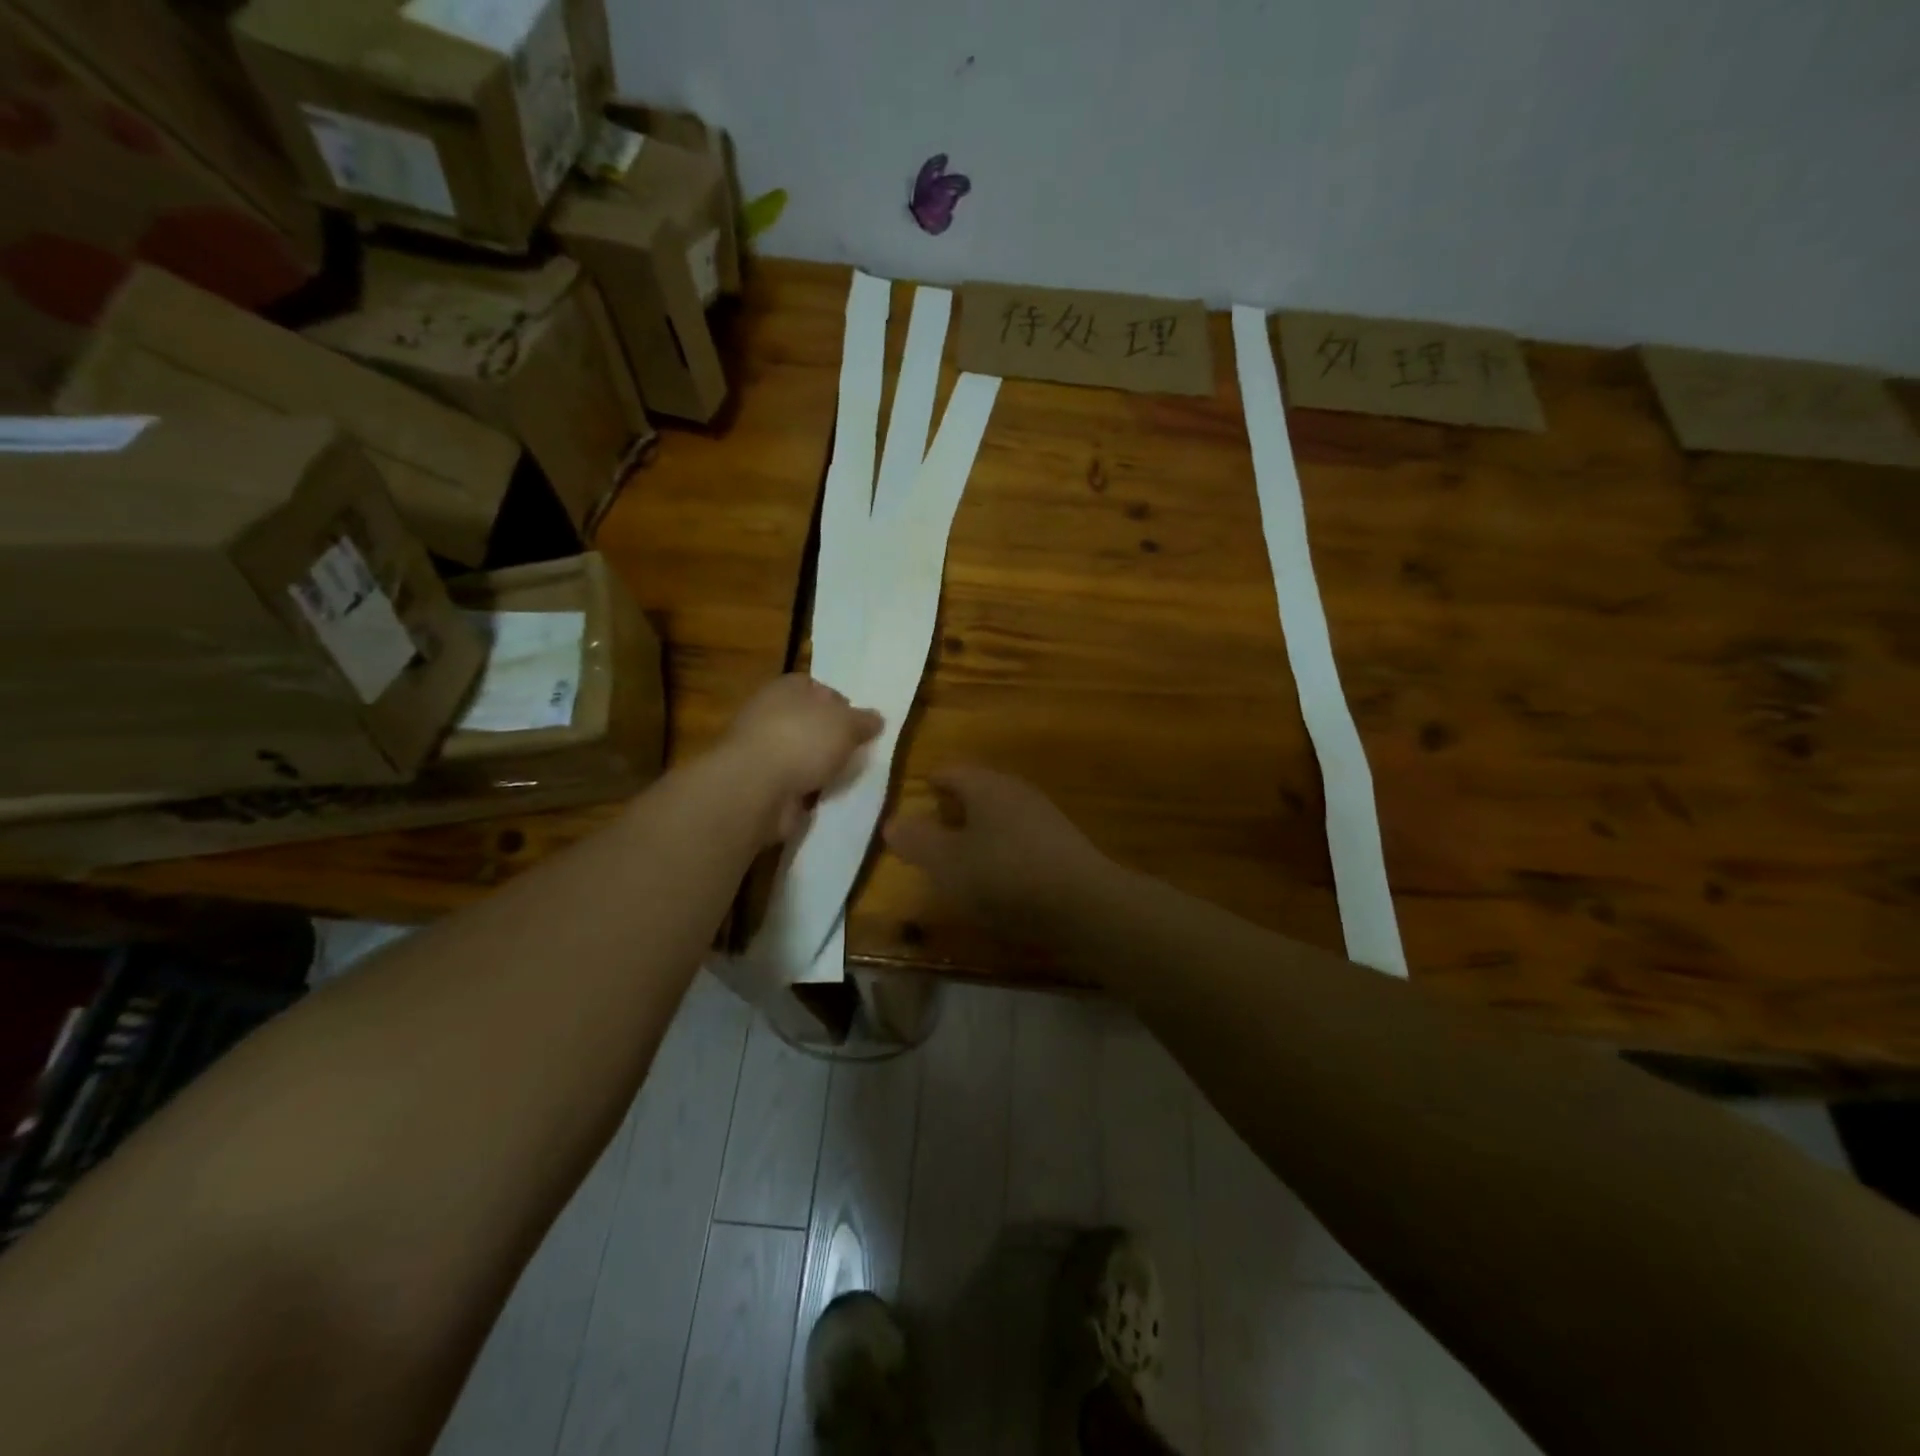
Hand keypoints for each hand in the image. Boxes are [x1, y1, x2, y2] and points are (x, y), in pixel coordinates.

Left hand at [719, 674, 882, 842]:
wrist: (756, 788)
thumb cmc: (802, 740)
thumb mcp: (846, 724)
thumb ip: (863, 721)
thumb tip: (876, 719)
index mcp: (786, 688)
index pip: (816, 686)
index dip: (840, 702)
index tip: (859, 723)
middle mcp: (769, 714)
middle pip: (809, 722)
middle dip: (831, 737)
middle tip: (857, 752)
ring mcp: (762, 750)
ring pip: (800, 753)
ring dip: (819, 766)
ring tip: (845, 777)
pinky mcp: (760, 782)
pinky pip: (792, 782)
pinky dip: (807, 789)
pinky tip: (824, 796)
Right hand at [883, 766, 1108, 930]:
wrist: (1084, 905)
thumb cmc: (1004, 876)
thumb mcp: (947, 863)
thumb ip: (916, 841)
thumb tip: (891, 822)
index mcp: (986, 785)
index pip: (950, 771)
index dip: (929, 786)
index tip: (913, 805)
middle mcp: (1016, 791)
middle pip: (977, 791)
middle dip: (953, 810)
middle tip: (931, 836)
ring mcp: (1044, 817)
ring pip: (999, 815)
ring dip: (978, 833)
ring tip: (959, 861)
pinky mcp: (1061, 845)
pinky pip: (1020, 839)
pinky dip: (1002, 852)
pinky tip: (997, 880)